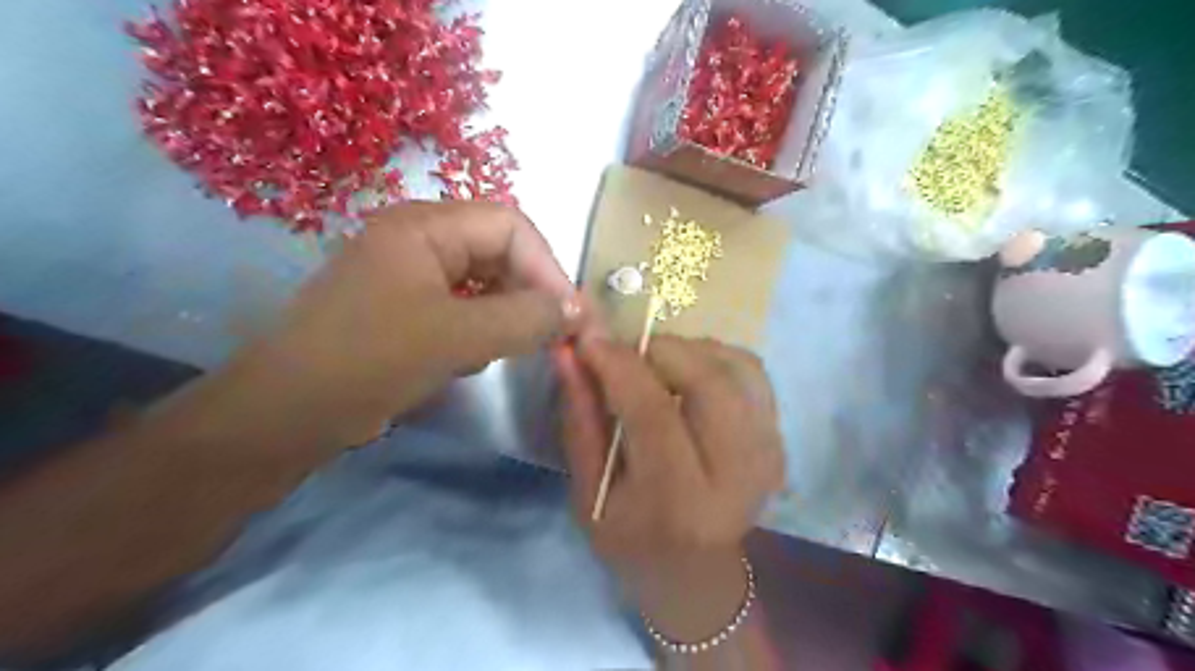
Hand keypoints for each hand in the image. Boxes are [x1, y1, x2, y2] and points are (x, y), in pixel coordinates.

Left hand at [226, 201, 582, 447]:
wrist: (286, 415)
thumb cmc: (370, 360)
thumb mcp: (456, 337)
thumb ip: (524, 318)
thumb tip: (576, 311)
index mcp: (423, 226)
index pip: (510, 225)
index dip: (547, 266)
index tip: (569, 316)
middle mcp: (418, 240)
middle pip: (498, 251)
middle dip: (527, 292)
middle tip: (548, 336)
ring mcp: (409, 275)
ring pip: (483, 283)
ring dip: (504, 315)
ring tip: (503, 350)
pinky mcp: (405, 309)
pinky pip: (462, 308)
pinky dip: (479, 331)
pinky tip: (469, 360)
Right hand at [557, 334, 784, 643]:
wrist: (696, 573)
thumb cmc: (631, 538)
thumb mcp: (589, 491)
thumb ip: (580, 418)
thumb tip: (570, 352)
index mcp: (678, 501)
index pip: (653, 412)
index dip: (619, 365)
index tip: (590, 340)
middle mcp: (736, 474)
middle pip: (709, 380)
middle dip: (660, 350)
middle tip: (627, 354)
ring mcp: (768, 454)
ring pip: (735, 366)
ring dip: (687, 352)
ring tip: (655, 368)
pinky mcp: (779, 439)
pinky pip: (751, 371)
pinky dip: (715, 358)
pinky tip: (688, 377)